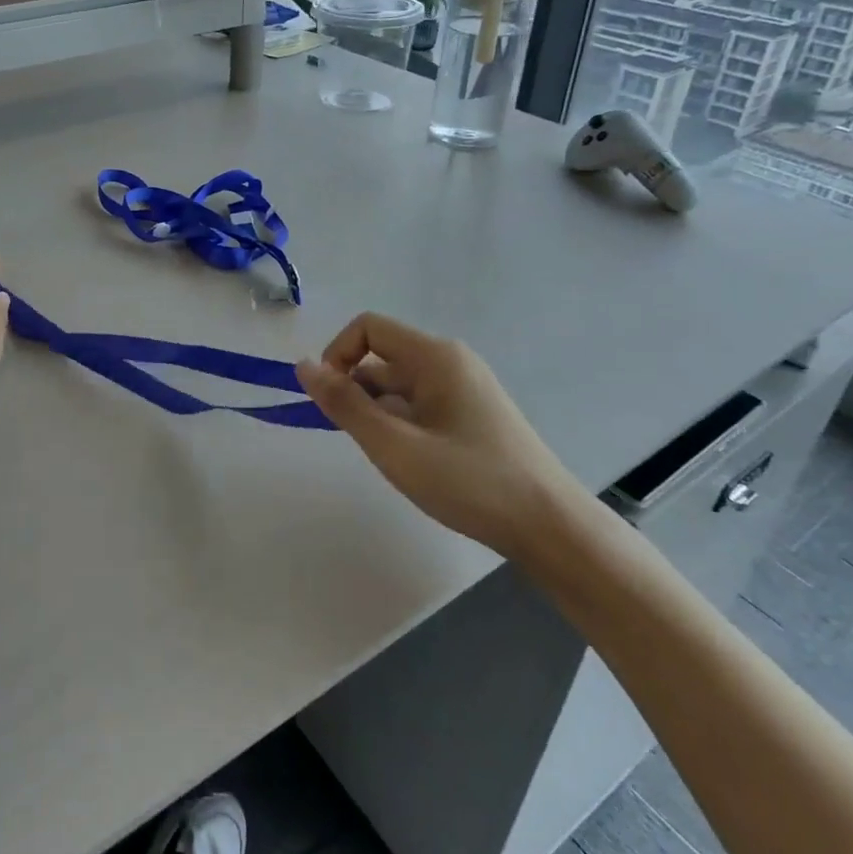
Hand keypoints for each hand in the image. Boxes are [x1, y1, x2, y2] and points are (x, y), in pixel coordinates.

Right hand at [296, 312, 577, 547]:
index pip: (368, 328)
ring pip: (399, 386)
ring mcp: (464, 389)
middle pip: (382, 358)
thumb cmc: (468, 481)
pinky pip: (419, 405)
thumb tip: (303, 366)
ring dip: (379, 414)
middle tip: (360, 441)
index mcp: (434, 356)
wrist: (549, 525)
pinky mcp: (472, 415)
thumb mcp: (395, 446)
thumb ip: (345, 404)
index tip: (329, 401)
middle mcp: (450, 362)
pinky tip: (413, 464)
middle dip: (356, 392)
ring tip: (391, 459)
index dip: (337, 355)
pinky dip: (401, 425)